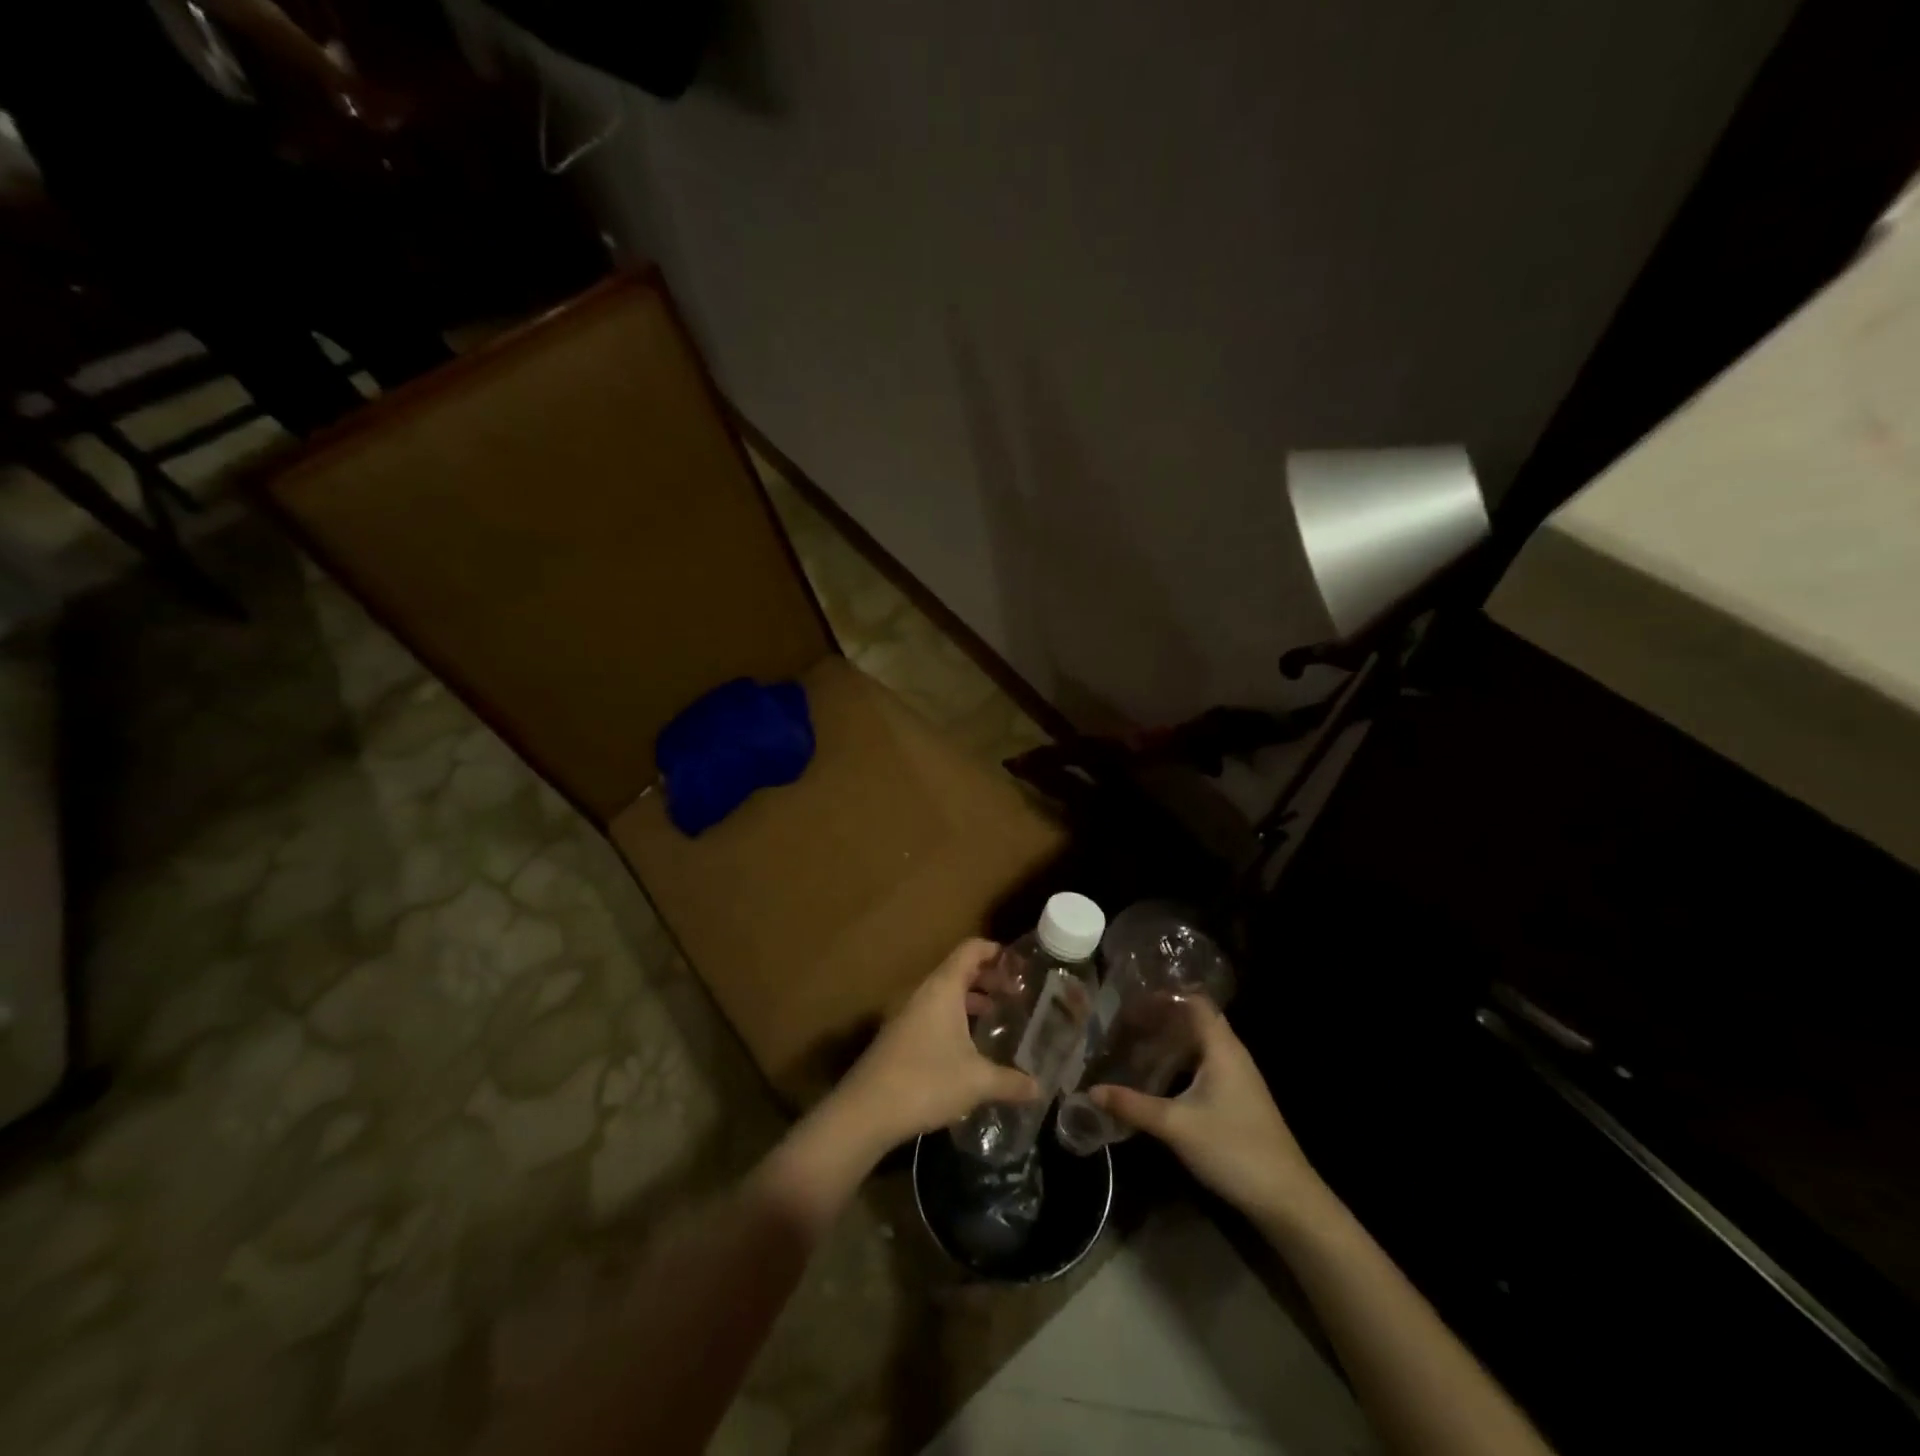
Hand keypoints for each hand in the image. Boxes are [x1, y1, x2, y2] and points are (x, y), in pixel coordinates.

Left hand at [831, 939, 1040, 1153]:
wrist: (866, 1110)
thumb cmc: (926, 1081)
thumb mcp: (977, 1081)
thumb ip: (1011, 1081)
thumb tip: (1039, 1088)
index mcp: (943, 988)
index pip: (971, 950)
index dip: (995, 951)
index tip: (1020, 965)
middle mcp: (924, 993)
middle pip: (959, 970)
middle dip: (988, 978)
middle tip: (1016, 994)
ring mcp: (908, 1014)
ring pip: (945, 994)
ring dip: (971, 1000)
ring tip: (997, 1016)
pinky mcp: (900, 1036)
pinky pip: (933, 1013)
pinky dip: (955, 1018)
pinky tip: (969, 1046)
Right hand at [1092, 1000, 1327, 1225]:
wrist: (1286, 1199)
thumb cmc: (1233, 1149)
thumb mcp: (1176, 1126)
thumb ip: (1133, 1105)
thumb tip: (1090, 1091)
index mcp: (1222, 1047)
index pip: (1193, 1001)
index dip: (1163, 996)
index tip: (1129, 1000)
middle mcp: (1232, 1053)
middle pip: (1194, 1020)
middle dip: (1160, 1018)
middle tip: (1124, 1022)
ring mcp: (1238, 1077)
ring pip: (1199, 1044)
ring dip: (1170, 1041)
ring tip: (1134, 1044)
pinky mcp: (1238, 1098)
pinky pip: (1204, 1064)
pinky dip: (1180, 1062)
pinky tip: (1158, 1077)